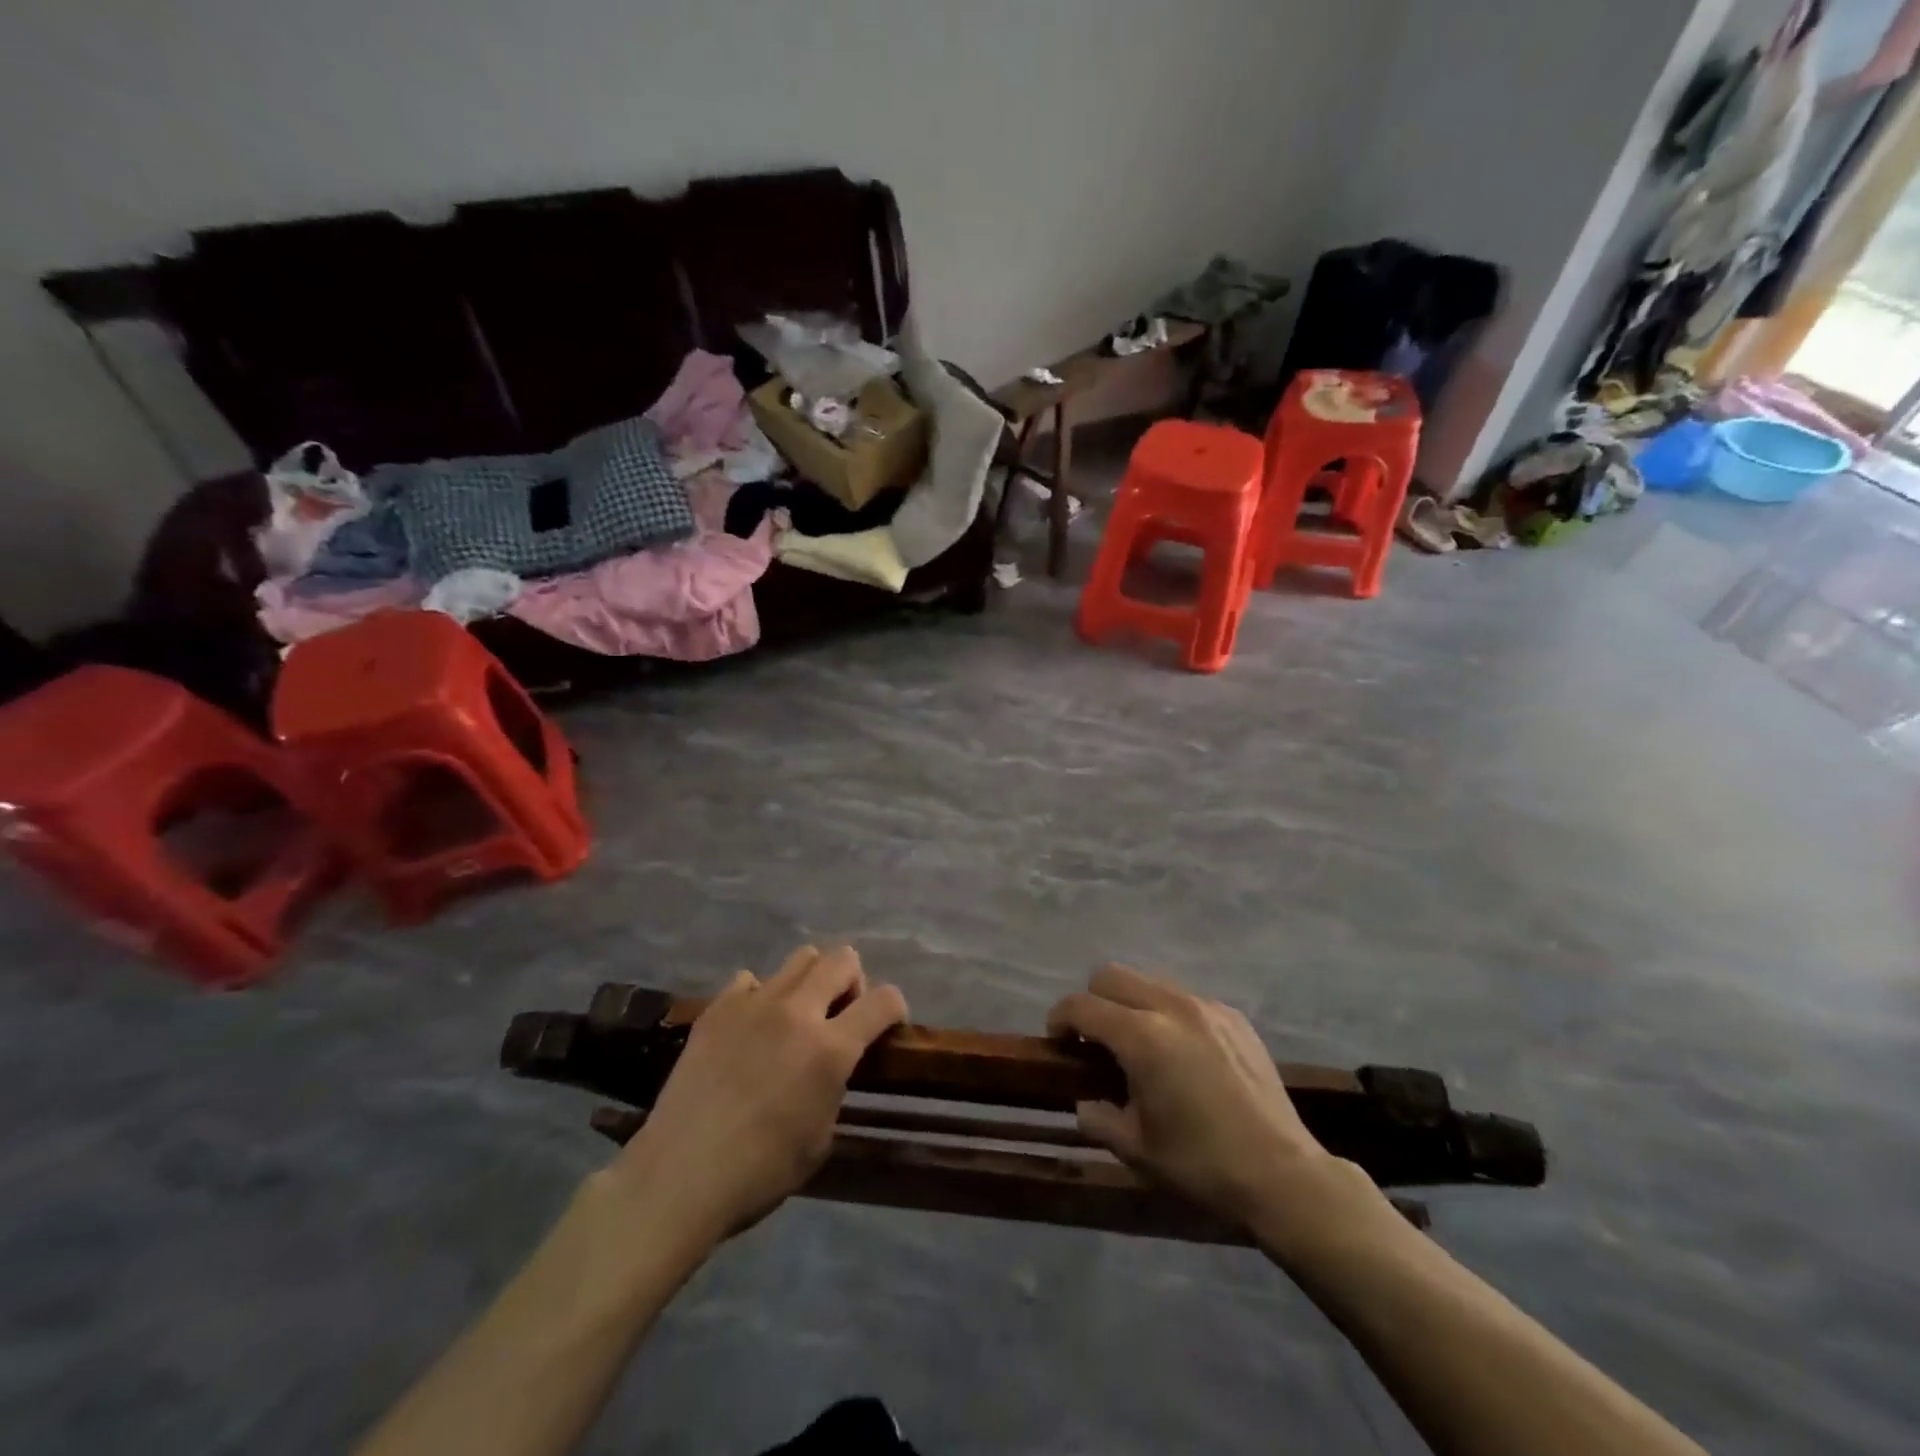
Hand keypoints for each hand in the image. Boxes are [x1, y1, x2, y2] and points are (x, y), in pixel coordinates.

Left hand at [605, 946, 906, 1245]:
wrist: (680, 1176)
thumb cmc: (760, 1172)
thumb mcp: (821, 1137)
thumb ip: (835, 1085)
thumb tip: (831, 1065)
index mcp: (831, 1048)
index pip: (884, 1000)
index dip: (895, 1008)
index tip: (889, 1025)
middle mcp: (797, 1011)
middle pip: (843, 958)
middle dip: (853, 981)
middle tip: (841, 1015)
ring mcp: (754, 1003)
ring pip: (801, 957)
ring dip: (811, 981)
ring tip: (796, 1016)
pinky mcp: (718, 1008)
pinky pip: (751, 981)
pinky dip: (761, 997)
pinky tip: (751, 1028)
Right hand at [1047, 965, 1359, 1237]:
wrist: (1283, 1174)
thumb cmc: (1201, 1163)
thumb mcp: (1136, 1149)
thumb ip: (1099, 1117)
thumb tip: (1084, 1102)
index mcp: (1142, 1037)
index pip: (1082, 1006)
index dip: (1060, 1018)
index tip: (1058, 1041)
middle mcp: (1171, 1006)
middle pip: (1112, 976)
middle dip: (1092, 1000)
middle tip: (1094, 1039)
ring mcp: (1206, 1006)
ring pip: (1149, 981)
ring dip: (1131, 1003)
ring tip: (1138, 1043)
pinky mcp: (1233, 1016)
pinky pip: (1184, 998)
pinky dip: (1167, 1013)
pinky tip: (1180, 1051)